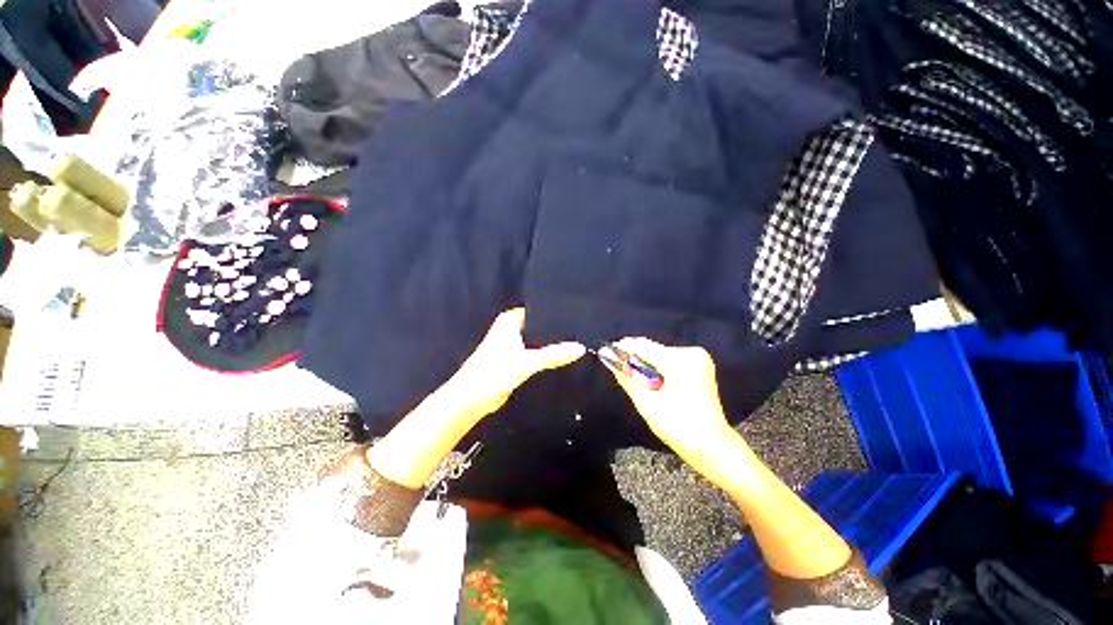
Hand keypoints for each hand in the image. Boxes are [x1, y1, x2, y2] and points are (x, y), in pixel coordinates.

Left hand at [370, 308, 583, 488]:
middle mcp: (510, 330)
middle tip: (580, 326)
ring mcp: (512, 346)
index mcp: (509, 321)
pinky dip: (545, 354)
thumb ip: (553, 355)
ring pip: (536, 339)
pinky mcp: (514, 361)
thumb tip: (581, 348)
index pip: (536, 309)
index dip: (553, 311)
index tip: (575, 310)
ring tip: (576, 339)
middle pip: (538, 325)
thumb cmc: (493, 373)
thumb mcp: (527, 362)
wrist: (470, 401)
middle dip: (555, 327)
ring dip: (551, 342)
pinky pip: (534, 353)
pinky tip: (561, 356)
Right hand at [604, 338, 739, 469]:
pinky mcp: (700, 365)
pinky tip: (652, 381)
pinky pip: (671, 361)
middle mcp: (691, 353)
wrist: (712, 446)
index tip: (605, 352)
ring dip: (645, 364)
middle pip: (653, 349)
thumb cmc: (678, 427)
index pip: (643, 346)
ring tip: (634, 379)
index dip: (622, 348)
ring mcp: (698, 358)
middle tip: (617, 369)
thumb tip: (609, 359)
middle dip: (634, 358)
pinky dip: (658, 368)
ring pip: (660, 355)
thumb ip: (626, 377)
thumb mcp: (646, 402)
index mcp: (680, 361)